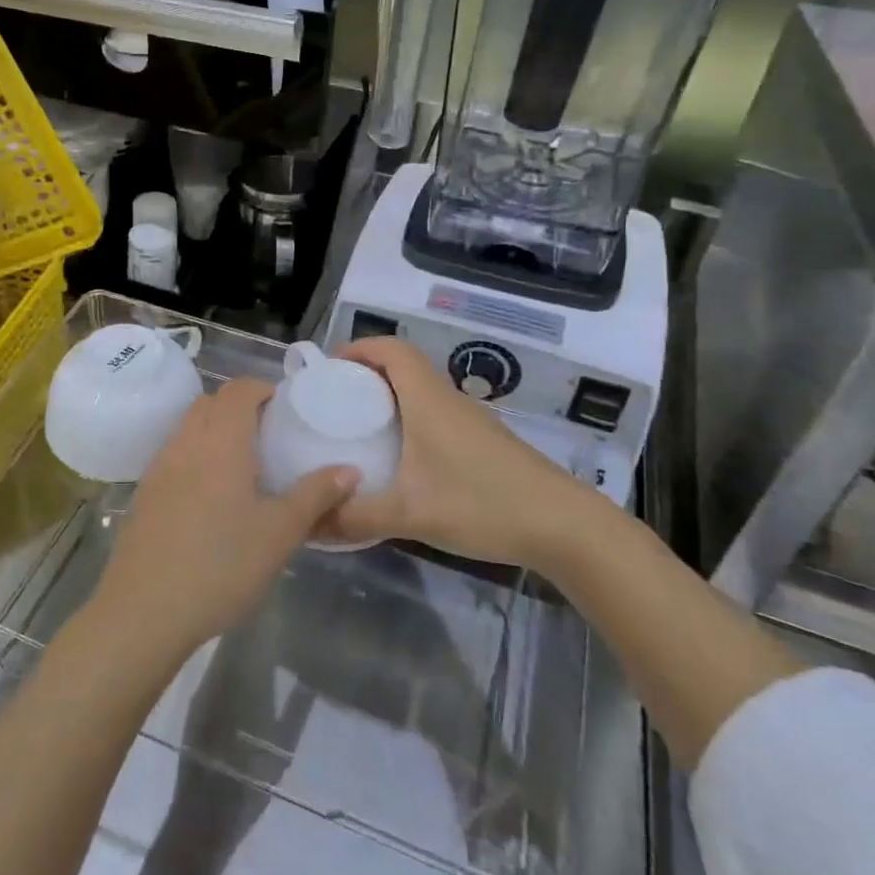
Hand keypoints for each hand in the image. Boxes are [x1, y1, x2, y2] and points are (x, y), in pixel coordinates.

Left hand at [90, 378, 358, 669]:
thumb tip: (350, 470)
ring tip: (243, 466)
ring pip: (188, 428)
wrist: (144, 611)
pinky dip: (195, 456)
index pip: (238, 390)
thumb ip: (315, 496)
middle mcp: (186, 443)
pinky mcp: (144, 494)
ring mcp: (159, 467)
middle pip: (210, 403)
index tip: (285, 409)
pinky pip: (174, 455)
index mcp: (220, 441)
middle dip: (239, 407)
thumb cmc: (221, 565)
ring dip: (214, 430)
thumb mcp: (279, 533)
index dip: (262, 389)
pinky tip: (210, 497)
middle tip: (268, 436)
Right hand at [314, 338, 588, 562]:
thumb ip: (357, 517)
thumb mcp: (410, 515)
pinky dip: (412, 419)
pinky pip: (437, 413)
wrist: (563, 525)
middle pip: (404, 365)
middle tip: (337, 402)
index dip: (358, 348)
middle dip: (367, 374)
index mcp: (428, 400)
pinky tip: (403, 458)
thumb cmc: (482, 504)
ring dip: (391, 397)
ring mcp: (471, 420)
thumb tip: (311, 524)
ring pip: (422, 390)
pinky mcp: (484, 441)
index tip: (330, 370)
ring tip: (362, 428)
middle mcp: (448, 399)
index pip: (391, 349)